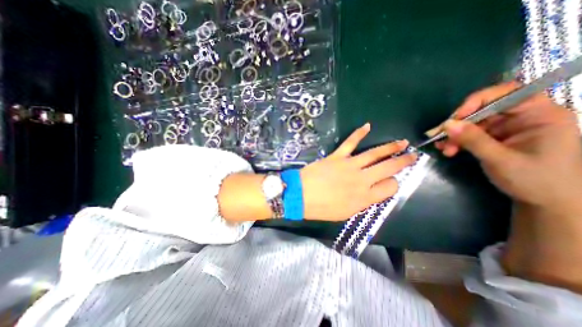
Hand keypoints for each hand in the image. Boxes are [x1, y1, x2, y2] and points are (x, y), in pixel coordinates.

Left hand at [297, 123, 415, 221]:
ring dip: (390, 147)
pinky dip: (359, 133)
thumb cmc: (321, 208)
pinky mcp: (337, 156)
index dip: (393, 183)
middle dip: (403, 161)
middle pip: (388, 168)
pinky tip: (367, 126)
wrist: (300, 195)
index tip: (390, 182)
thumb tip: (372, 192)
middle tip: (412, 155)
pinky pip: (350, 142)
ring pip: (374, 154)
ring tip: (401, 142)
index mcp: (365, 197)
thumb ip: (362, 202)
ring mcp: (350, 165)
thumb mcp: (345, 213)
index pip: (390, 187)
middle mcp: (362, 179)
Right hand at [436, 81, 581, 215]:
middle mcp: (523, 117)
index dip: (477, 101)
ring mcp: (507, 128)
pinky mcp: (495, 138)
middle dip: (459, 125)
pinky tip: (448, 150)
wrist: (545, 202)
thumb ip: (473, 140)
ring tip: (444, 149)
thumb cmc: (534, 180)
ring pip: (472, 124)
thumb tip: (447, 125)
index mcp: (540, 115)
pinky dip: (457, 141)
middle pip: (483, 110)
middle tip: (440, 138)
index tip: (455, 118)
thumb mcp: (500, 159)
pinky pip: (470, 134)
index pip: (506, 94)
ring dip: (454, 136)